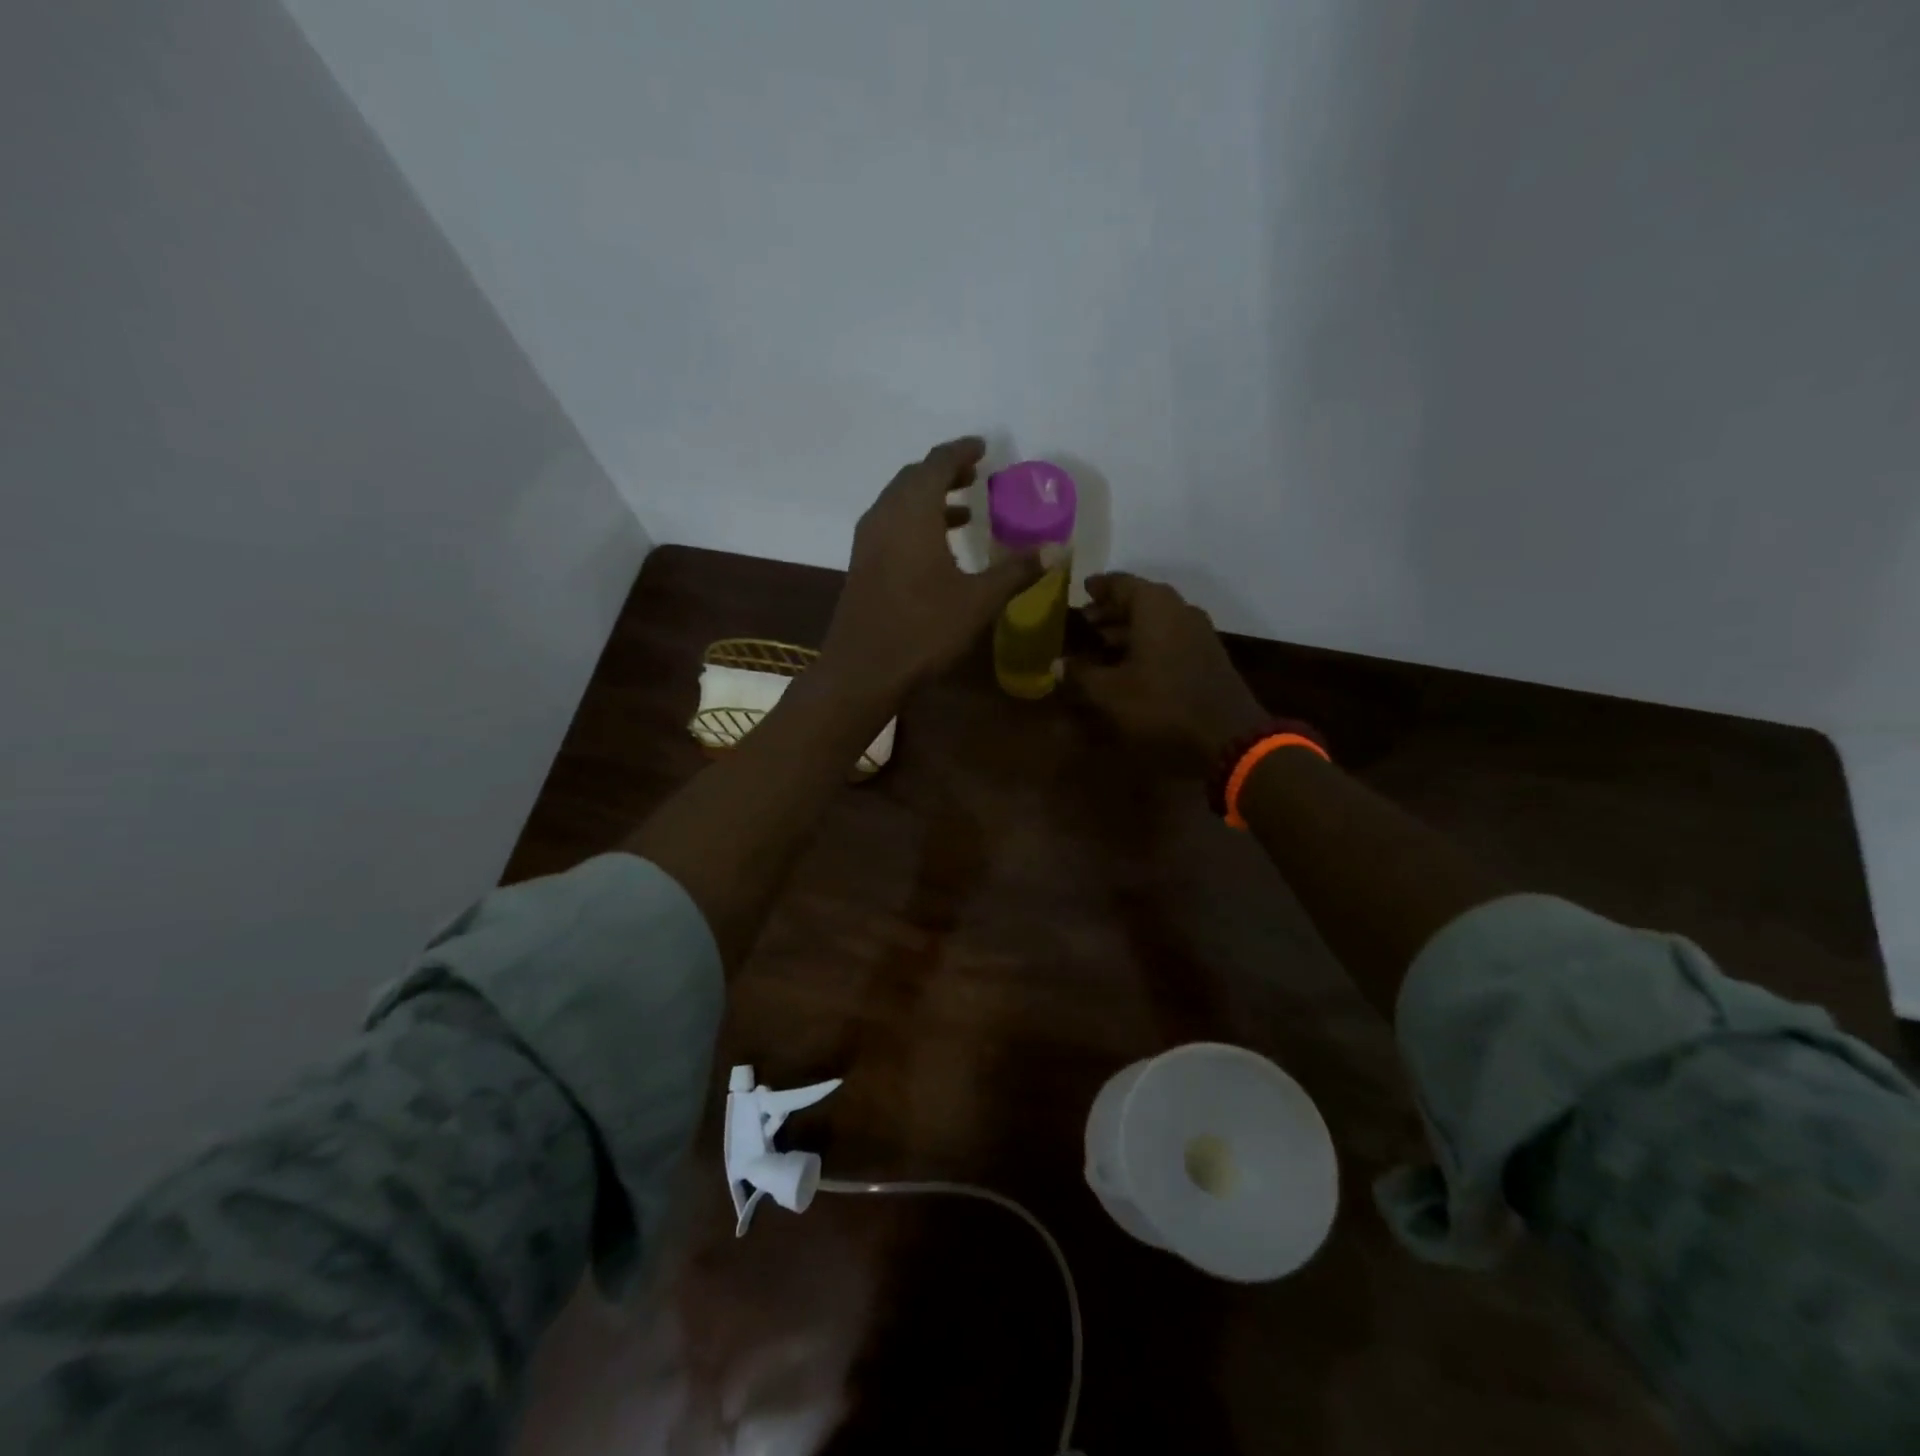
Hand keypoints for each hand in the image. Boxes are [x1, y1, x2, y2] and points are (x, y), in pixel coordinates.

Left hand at [819, 437, 1040, 704]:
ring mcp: (868, 540)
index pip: (937, 463)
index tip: (983, 447)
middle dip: (945, 471)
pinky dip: (915, 521)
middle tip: (975, 475)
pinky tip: (937, 548)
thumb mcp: (978, 601)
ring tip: (964, 510)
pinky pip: (891, 524)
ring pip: (899, 502)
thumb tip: (1057, 548)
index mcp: (913, 512)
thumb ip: (1017, 570)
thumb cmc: (923, 630)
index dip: (961, 451)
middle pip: (914, 477)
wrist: (863, 670)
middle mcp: (885, 516)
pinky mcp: (862, 563)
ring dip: (930, 498)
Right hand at [1067, 573, 1266, 772]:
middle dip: (1111, 610)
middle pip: (1140, 600)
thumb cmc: (1162, 705)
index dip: (1098, 587)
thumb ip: (1080, 674)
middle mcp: (1179, 610)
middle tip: (1085, 620)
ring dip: (1128, 629)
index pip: (1121, 583)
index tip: (1081, 589)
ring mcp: (1198, 633)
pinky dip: (1146, 643)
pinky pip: (1169, 638)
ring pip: (1156, 621)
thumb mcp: (1110, 693)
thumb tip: (1057, 664)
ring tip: (1101, 643)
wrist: (1228, 737)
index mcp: (1155, 606)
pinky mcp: (1207, 656)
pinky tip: (1130, 663)